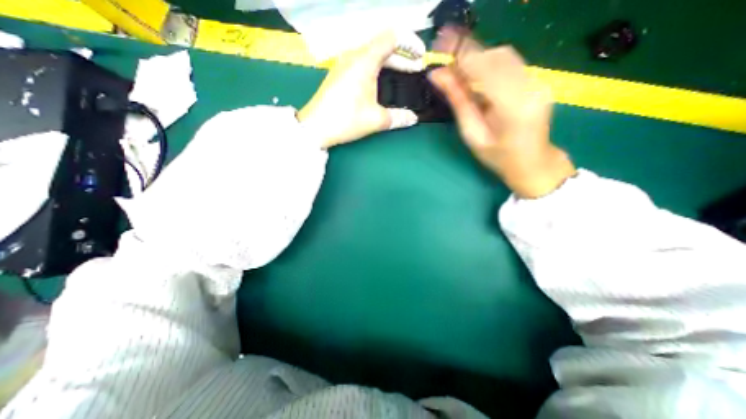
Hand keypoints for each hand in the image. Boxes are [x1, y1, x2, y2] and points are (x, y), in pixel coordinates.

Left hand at [300, 31, 424, 148]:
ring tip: (405, 75)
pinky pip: (364, 64)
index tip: (421, 57)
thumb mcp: (376, 119)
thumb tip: (413, 119)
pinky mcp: (340, 75)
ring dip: (391, 63)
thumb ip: (398, 117)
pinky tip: (384, 82)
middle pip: (383, 46)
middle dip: (403, 56)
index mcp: (364, 60)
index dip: (410, 43)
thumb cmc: (345, 120)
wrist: (315, 127)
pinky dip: (378, 69)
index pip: (392, 37)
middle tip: (417, 69)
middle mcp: (354, 56)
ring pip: (373, 55)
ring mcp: (344, 64)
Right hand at [425, 28, 576, 197]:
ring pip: (504, 55)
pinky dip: (489, 65)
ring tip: (459, 72)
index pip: (484, 67)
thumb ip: (458, 102)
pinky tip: (477, 78)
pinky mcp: (537, 80)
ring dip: (478, 59)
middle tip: (446, 63)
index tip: (440, 41)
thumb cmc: (498, 156)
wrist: (532, 162)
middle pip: (496, 56)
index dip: (461, 52)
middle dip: (468, 54)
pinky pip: (510, 63)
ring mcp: (538, 81)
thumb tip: (438, 76)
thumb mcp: (472, 134)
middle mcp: (530, 86)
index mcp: (512, 106)